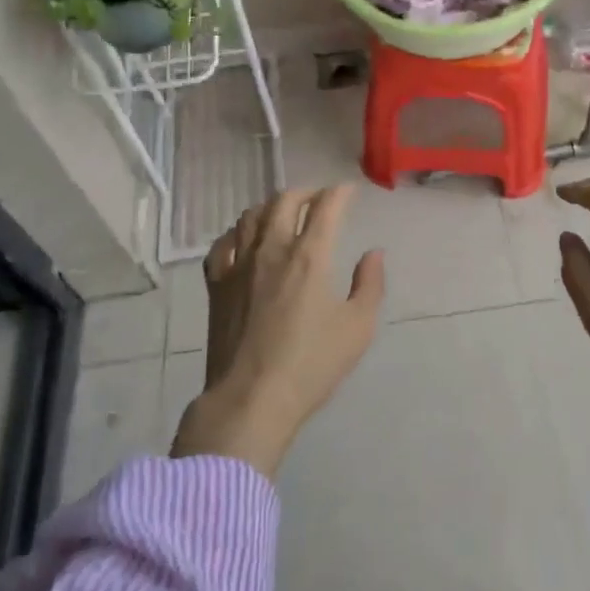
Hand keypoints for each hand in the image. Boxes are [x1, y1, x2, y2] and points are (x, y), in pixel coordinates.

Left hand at [170, 185, 384, 477]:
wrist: (250, 399)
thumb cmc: (311, 365)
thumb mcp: (358, 328)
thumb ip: (370, 284)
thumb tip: (373, 253)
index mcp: (309, 256)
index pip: (325, 207)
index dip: (339, 193)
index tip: (348, 191)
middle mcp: (272, 249)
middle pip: (284, 201)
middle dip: (305, 193)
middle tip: (318, 199)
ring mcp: (239, 265)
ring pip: (251, 216)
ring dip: (271, 207)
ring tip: (282, 214)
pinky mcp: (216, 284)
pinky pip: (222, 244)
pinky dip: (236, 234)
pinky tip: (243, 241)